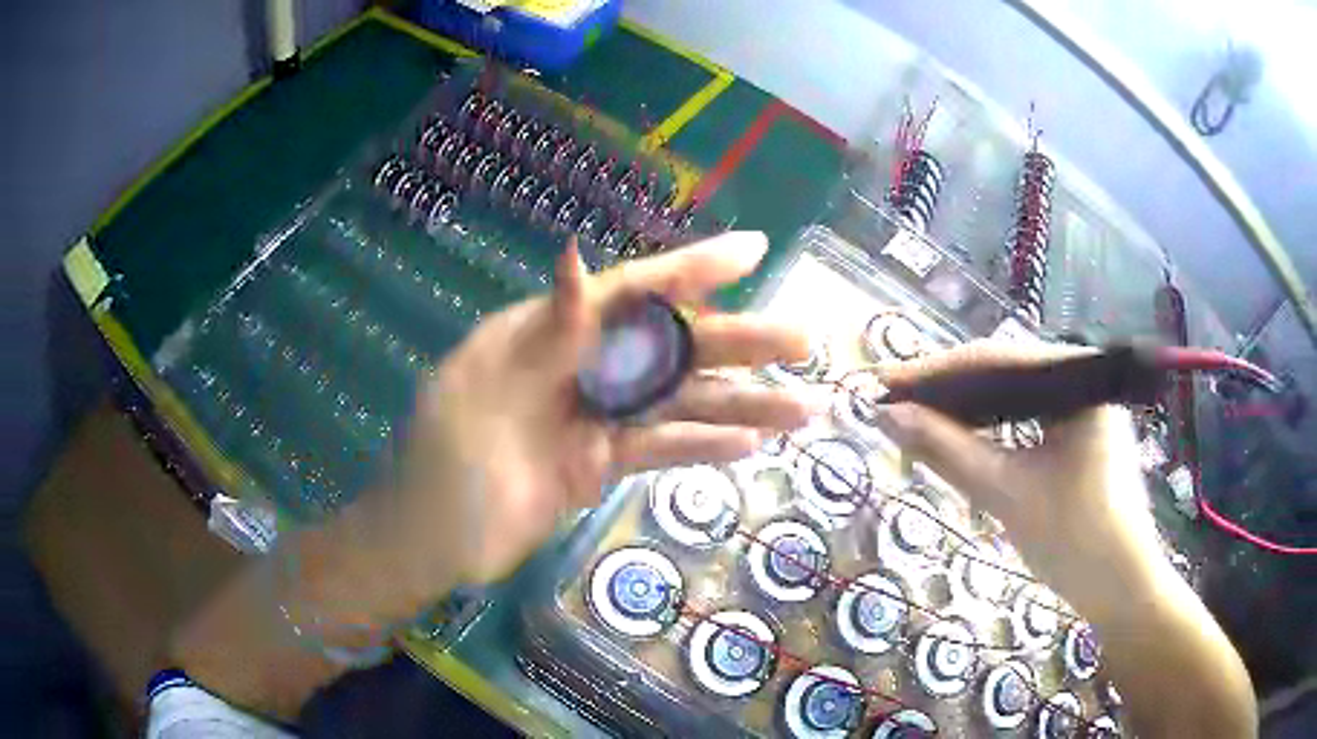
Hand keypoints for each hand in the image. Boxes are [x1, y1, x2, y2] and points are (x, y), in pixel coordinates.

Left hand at [348, 231, 813, 619]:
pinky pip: (660, 449)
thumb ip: (542, 331)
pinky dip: (703, 447)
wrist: (428, 541)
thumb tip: (576, 256)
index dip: (694, 270)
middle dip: (740, 342)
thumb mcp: (482, 389)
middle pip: (671, 347)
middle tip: (805, 340)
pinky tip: (750, 445)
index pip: (632, 290)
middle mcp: (580, 366)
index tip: (754, 252)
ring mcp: (594, 418)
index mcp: (547, 332)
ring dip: (741, 404)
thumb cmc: (441, 462)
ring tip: (804, 408)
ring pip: (678, 403)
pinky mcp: (600, 464)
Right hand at [874, 341, 1162, 614]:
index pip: (996, 359)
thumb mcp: (1005, 494)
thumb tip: (887, 417)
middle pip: (1004, 373)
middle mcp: (1083, 378)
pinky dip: (993, 431)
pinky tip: (964, 441)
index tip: (882, 384)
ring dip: (968, 412)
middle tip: (894, 407)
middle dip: (948, 392)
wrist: (1122, 591)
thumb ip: (946, 450)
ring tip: (919, 423)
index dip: (933, 373)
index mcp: (1077, 377)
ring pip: (1014, 397)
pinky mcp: (1083, 433)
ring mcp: (1085, 406)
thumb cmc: (1074, 540)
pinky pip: (1028, 419)